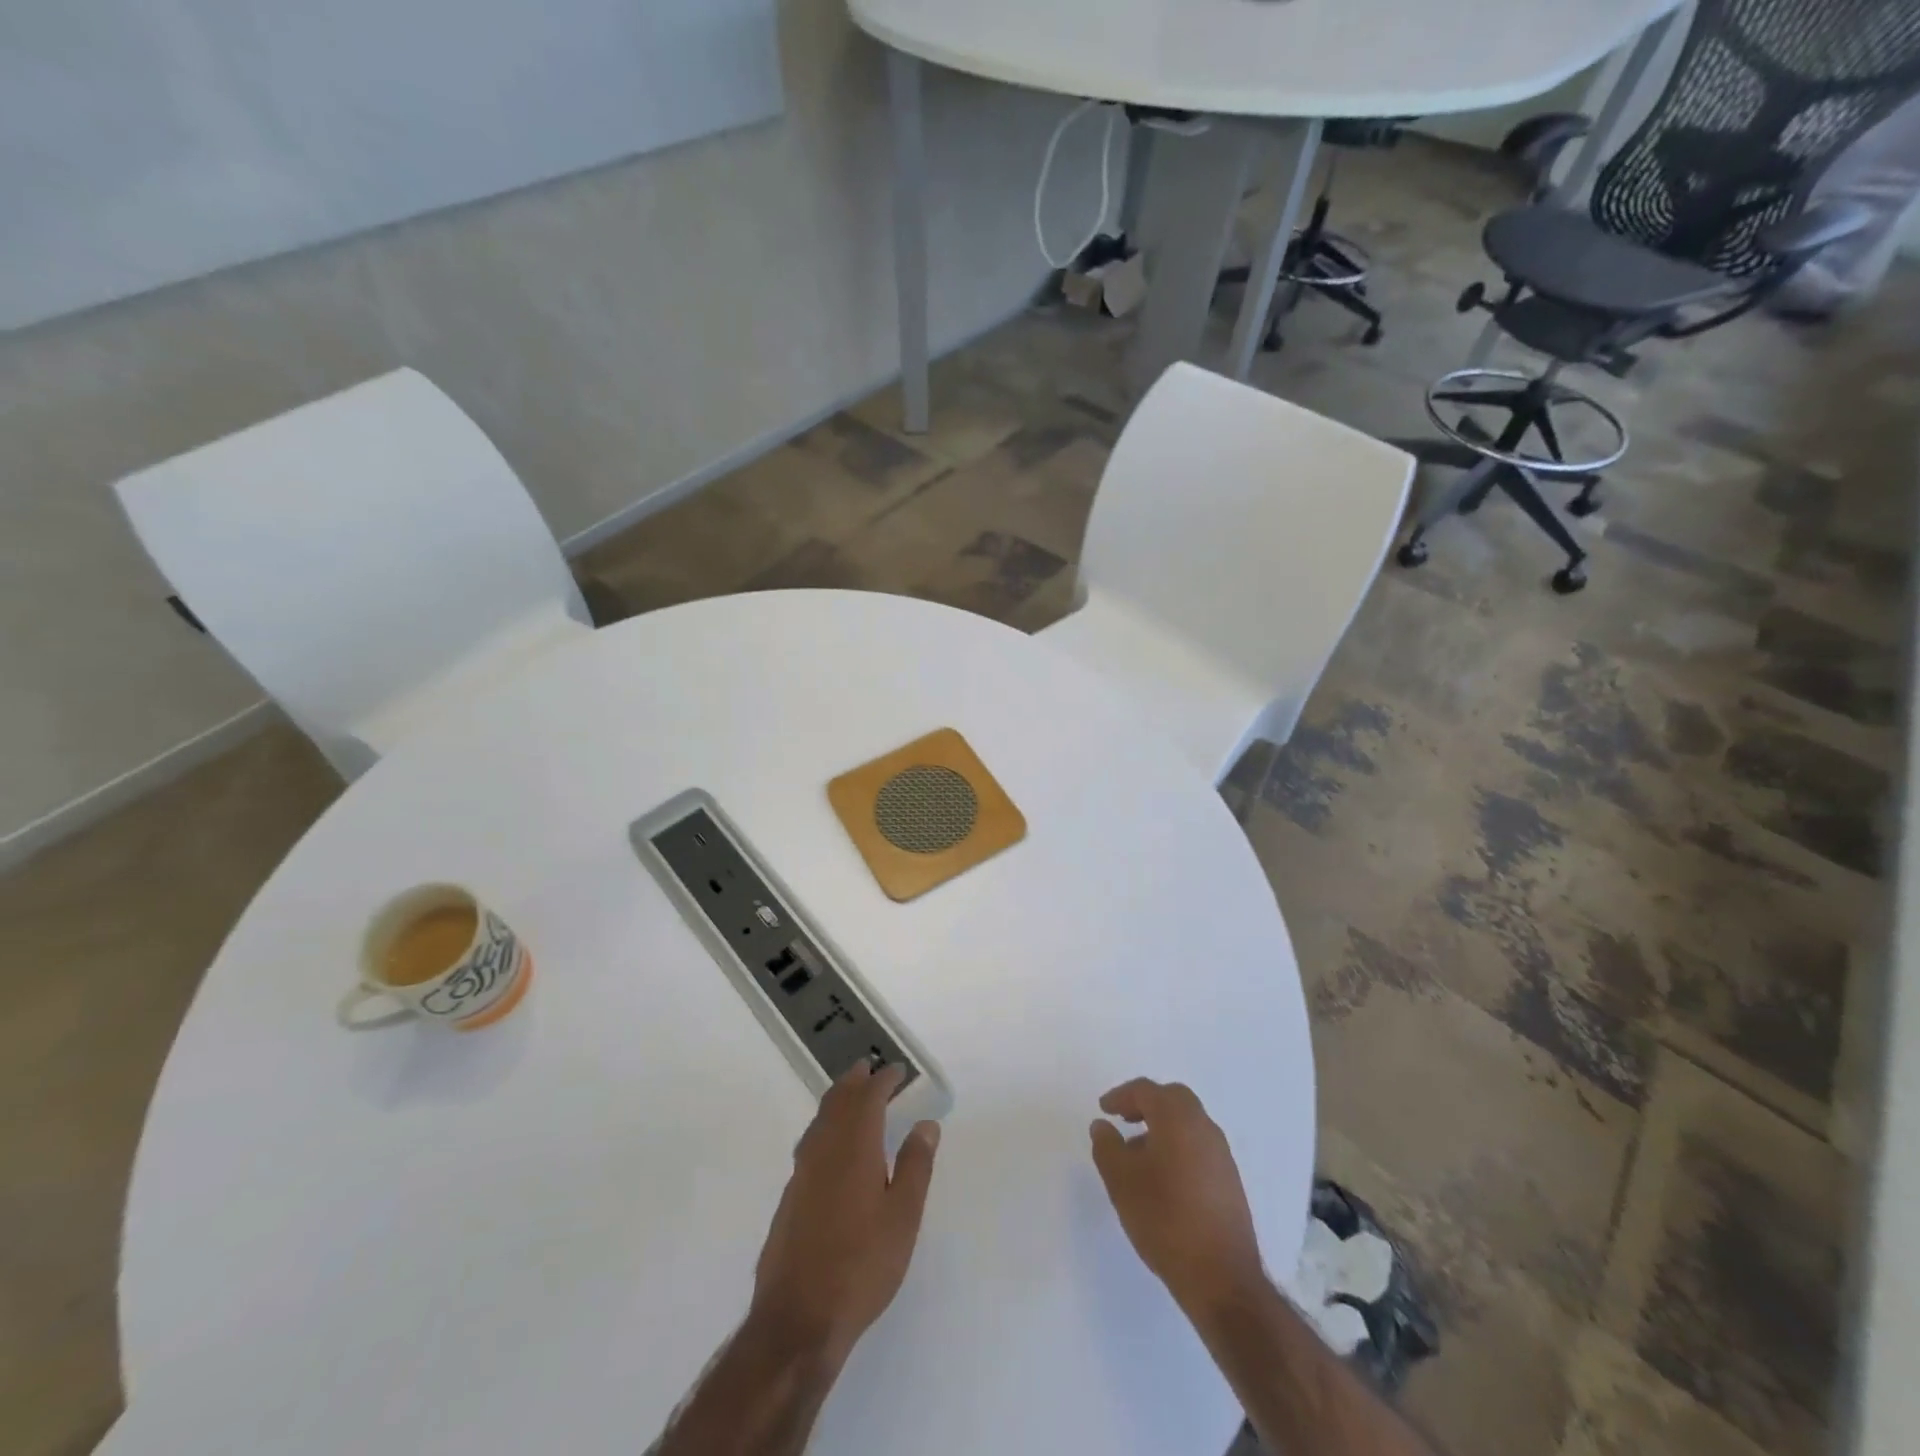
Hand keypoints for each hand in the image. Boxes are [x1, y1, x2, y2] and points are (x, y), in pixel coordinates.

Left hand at [750, 1061, 940, 1366]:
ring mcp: (801, 1173)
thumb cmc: (861, 1265)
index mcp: (854, 1147)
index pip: (868, 1098)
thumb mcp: (903, 1217)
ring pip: (820, 1120)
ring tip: (852, 1096)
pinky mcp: (790, 1197)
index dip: (883, 1080)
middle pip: (837, 1101)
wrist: (798, 1319)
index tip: (897, 1070)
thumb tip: (925, 1124)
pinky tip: (831, 1145)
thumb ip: (915, 1166)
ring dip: (837, 1100)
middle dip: (855, 1081)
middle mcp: (823, 1149)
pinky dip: (825, 1126)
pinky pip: (810, 1142)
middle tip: (869, 1068)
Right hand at [1089, 1078, 1264, 1315]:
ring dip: (1163, 1127)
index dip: (1121, 1096)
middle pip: (1173, 1099)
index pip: (1146, 1091)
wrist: (1221, 1277)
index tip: (1104, 1109)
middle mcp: (1204, 1127)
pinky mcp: (1230, 1182)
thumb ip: (1107, 1147)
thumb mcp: (1121, 1181)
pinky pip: (1199, 1147)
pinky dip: (1178, 1147)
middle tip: (1124, 1119)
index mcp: (1178, 1119)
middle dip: (1146, 1104)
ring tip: (1138, 1154)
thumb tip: (1102, 1126)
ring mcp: (1222, 1155)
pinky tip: (1164, 1179)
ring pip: (1188, 1124)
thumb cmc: (1164, 1218)